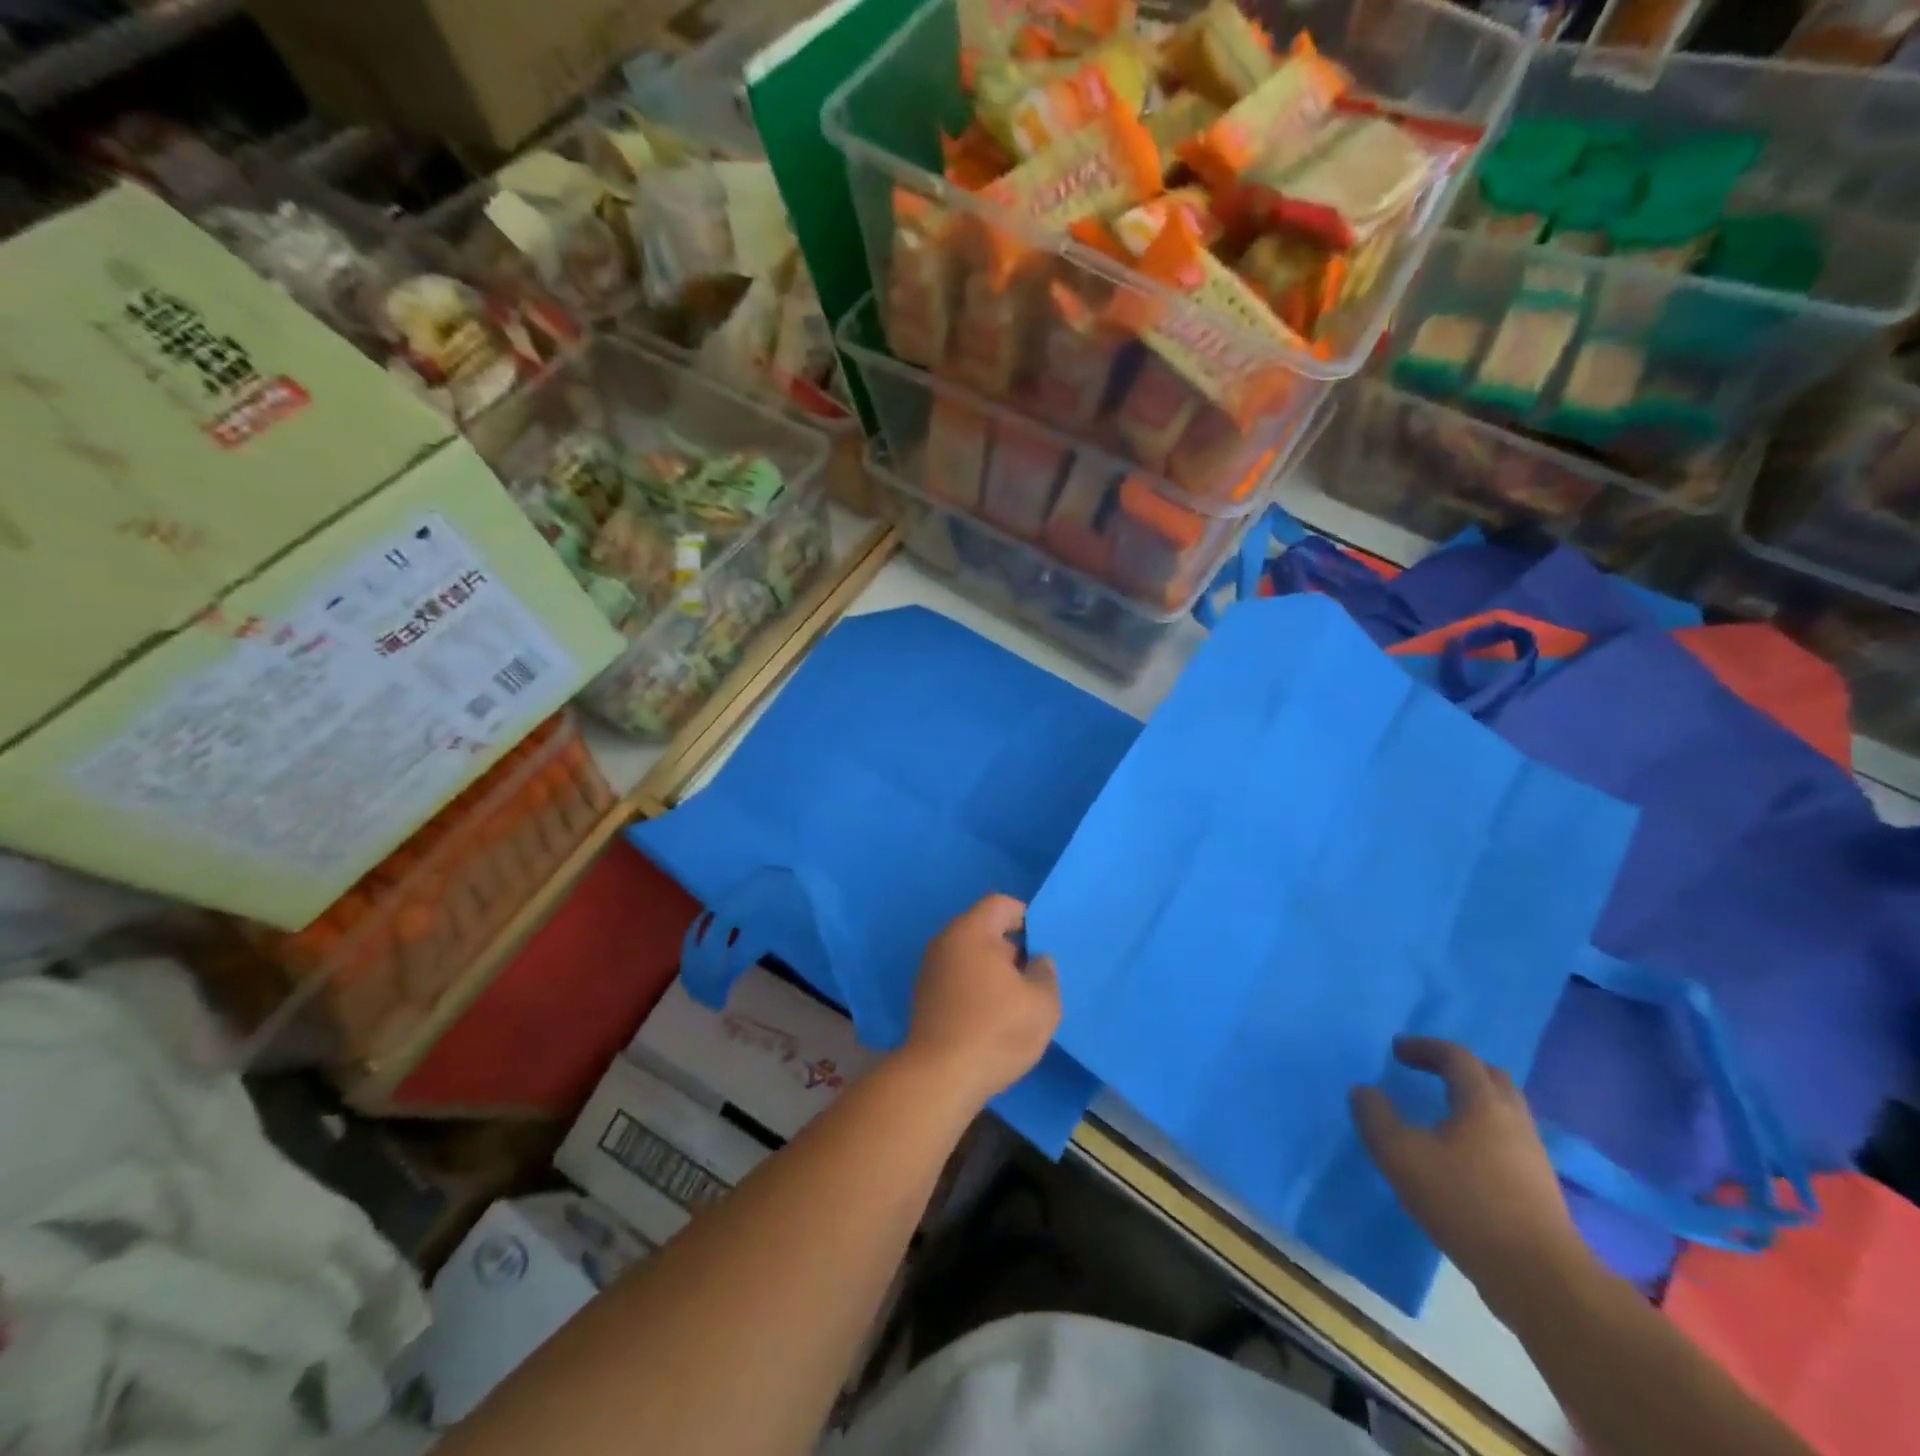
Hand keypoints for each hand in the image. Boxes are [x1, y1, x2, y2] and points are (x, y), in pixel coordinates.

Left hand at [903, 894, 1060, 1108]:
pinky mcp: (924, 998)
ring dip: (993, 972)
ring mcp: (930, 970)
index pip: (1001, 904)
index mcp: (972, 931)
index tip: (1043, 945)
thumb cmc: (997, 1030)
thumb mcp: (1043, 1003)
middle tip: (1035, 977)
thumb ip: (1046, 972)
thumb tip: (1036, 961)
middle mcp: (946, 942)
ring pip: (971, 957)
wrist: (940, 1078)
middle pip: (984, 930)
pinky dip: (976, 989)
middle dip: (1011, 949)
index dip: (1026, 917)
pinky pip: (958, 979)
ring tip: (1016, 1002)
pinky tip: (992, 1019)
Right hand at [1352, 1037, 1591, 1316]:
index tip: (1397, 1050)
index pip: (1457, 1056)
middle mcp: (1514, 1120)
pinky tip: (1463, 1156)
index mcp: (1483, 1103)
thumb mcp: (1401, 1156)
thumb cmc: (1465, 1203)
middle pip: (1490, 1077)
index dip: (1425, 1047)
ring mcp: (1533, 1155)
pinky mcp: (1540, 1188)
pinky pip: (1509, 1141)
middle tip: (1427, 1073)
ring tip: (1442, 1114)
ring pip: (1504, 1110)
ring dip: (1473, 1101)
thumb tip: (1364, 1091)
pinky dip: (1484, 1132)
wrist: (1539, 1279)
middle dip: (1457, 1068)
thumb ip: (1376, 1118)